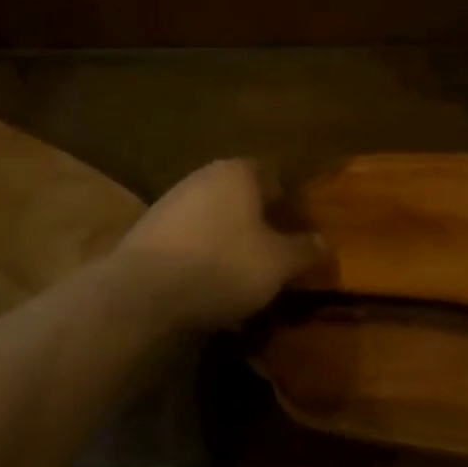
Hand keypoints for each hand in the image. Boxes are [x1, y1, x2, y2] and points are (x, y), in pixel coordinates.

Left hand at [110, 160, 326, 333]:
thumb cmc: (223, 265)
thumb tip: (325, 243)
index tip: (299, 231)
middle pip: (241, 198)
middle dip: (259, 225)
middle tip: (275, 256)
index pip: (273, 176)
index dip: (289, 204)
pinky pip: (188, 243)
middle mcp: (202, 177)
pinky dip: (202, 260)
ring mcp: (170, 203)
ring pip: (213, 221)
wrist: (142, 293)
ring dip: (229, 244)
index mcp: (237, 172)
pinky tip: (208, 289)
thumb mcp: (278, 263)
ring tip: (244, 280)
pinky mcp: (147, 233)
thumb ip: (304, 250)